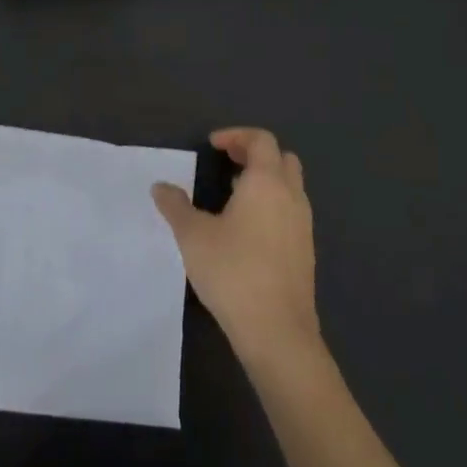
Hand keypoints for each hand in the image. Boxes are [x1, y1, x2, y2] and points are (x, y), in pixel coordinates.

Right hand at [153, 127, 320, 369]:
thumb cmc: (233, 272)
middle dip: (255, 153)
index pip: (262, 140)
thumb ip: (175, 206)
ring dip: (265, 180)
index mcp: (267, 182)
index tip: (213, 145)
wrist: (277, 331)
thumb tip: (160, 187)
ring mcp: (303, 225)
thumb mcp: (192, 236)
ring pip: (290, 186)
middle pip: (282, 158)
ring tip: (233, 194)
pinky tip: (247, 228)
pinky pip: (291, 211)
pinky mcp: (305, 251)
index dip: (237, 135)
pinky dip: (272, 204)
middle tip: (227, 162)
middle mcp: (291, 197)